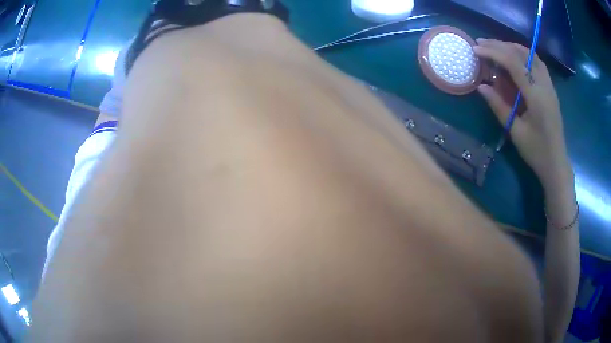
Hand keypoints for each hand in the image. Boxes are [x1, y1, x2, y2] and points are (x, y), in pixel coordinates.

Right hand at [473, 39, 572, 186]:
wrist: (557, 164)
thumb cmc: (536, 152)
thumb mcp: (515, 132)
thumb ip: (499, 107)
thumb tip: (481, 87)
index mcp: (536, 97)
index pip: (514, 63)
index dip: (493, 52)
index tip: (476, 49)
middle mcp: (544, 85)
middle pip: (522, 53)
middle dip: (500, 45)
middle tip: (481, 43)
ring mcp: (549, 85)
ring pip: (531, 54)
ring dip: (512, 46)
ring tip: (495, 47)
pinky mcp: (551, 88)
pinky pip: (537, 62)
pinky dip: (523, 54)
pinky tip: (514, 57)